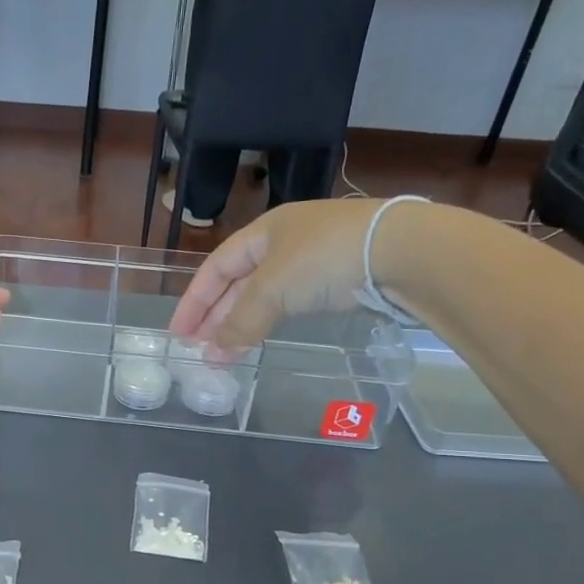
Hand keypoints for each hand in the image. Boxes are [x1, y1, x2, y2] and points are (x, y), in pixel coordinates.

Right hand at [170, 201, 388, 351]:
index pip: (216, 267)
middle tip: (201, 348)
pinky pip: (292, 301)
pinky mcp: (342, 276)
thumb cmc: (325, 259)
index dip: (193, 301)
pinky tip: (267, 334)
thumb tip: (214, 354)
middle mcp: (287, 239)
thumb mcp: (273, 289)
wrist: (404, 252)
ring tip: (228, 350)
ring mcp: (317, 257)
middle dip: (217, 315)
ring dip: (243, 322)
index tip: (179, 334)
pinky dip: (272, 320)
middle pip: (239, 281)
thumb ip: (240, 322)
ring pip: (266, 293)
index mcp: (265, 230)